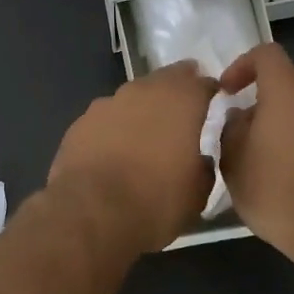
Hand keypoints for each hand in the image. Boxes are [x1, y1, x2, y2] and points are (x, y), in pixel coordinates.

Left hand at [49, 62, 217, 250]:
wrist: (90, 212)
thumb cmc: (154, 202)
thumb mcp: (197, 195)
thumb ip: (203, 168)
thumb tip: (198, 159)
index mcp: (179, 103)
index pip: (201, 83)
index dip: (209, 89)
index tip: (214, 97)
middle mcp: (142, 93)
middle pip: (163, 81)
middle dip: (175, 88)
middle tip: (182, 103)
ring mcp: (106, 105)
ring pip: (131, 97)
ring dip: (141, 108)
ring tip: (146, 130)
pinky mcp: (79, 123)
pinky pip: (105, 118)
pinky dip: (114, 127)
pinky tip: (113, 147)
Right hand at [217, 43, 293, 257]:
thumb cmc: (278, 193)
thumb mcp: (233, 162)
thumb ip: (231, 128)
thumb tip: (242, 117)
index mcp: (291, 92)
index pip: (267, 55)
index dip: (243, 66)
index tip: (229, 91)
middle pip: (290, 88)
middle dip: (267, 106)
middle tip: (248, 137)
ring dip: (292, 128)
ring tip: (275, 163)